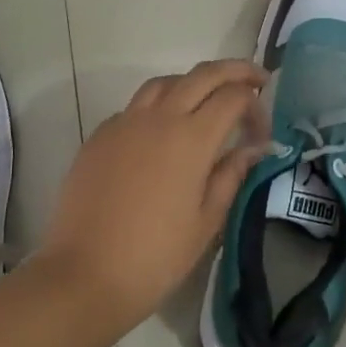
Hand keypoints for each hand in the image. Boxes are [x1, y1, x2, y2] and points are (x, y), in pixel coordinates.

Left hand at [41, 60, 267, 333]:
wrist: (83, 276)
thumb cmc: (155, 256)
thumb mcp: (206, 221)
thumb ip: (232, 175)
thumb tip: (255, 148)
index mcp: (191, 138)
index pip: (233, 97)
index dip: (255, 107)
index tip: (262, 134)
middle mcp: (159, 118)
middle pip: (203, 74)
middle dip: (235, 71)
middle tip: (255, 79)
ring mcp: (124, 123)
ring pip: (165, 81)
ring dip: (193, 82)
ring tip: (207, 101)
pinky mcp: (99, 136)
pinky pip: (135, 106)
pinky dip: (158, 106)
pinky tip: (162, 133)